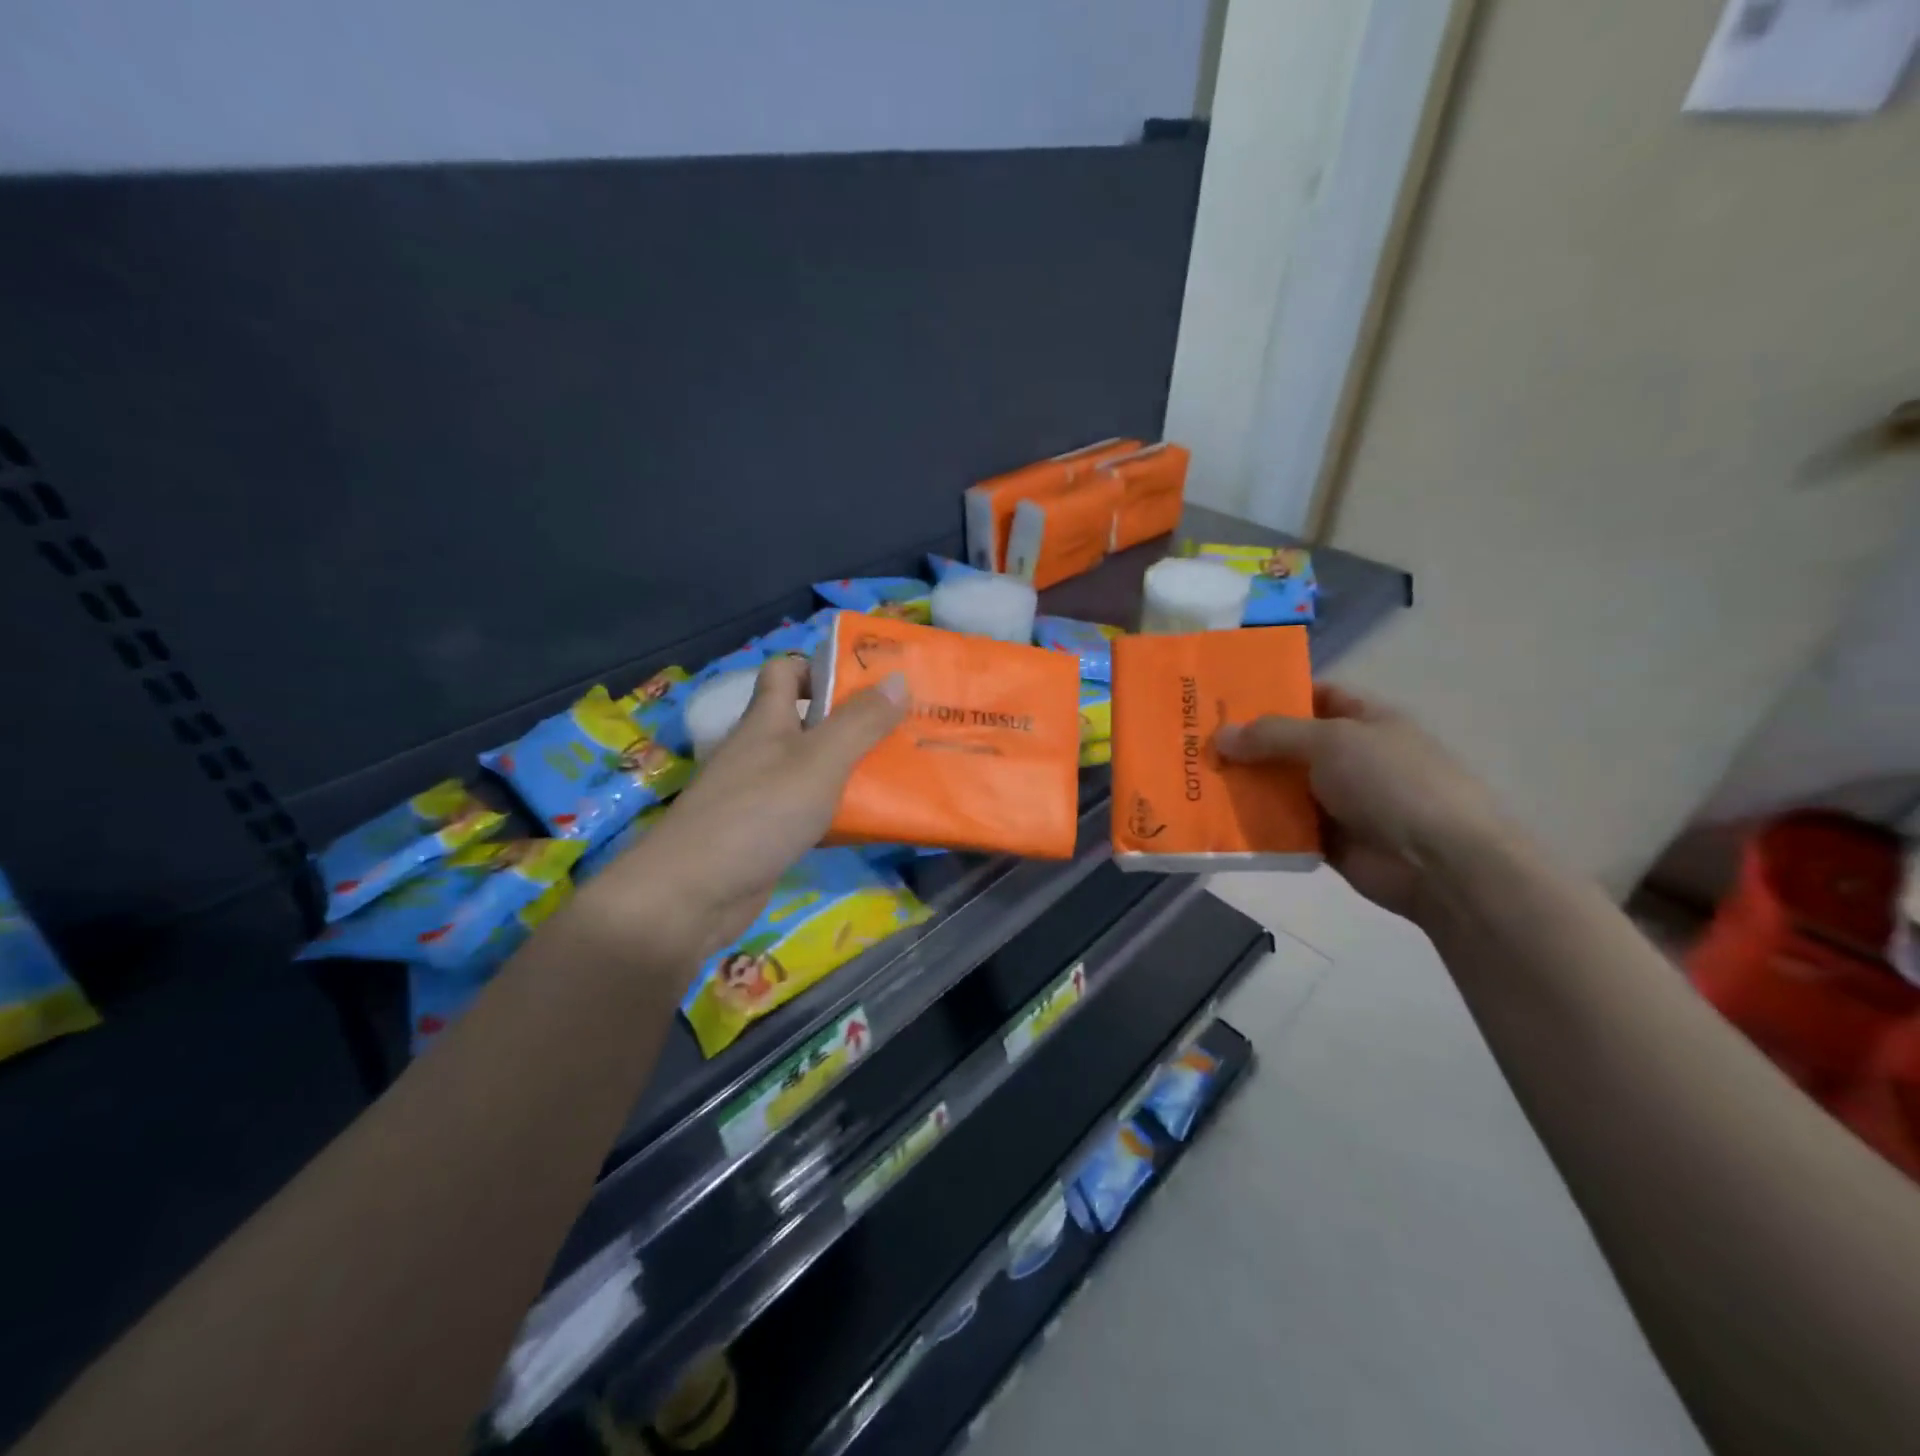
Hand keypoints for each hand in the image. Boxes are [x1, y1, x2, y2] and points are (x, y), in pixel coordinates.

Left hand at [579, 656, 907, 971]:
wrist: (691, 895)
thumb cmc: (758, 814)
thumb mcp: (819, 761)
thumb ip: (860, 722)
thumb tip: (898, 677)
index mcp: (767, 720)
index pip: (786, 672)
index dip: (823, 668)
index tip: (870, 682)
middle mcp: (762, 750)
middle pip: (810, 723)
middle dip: (856, 723)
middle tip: (907, 728)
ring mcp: (761, 794)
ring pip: (815, 770)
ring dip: (854, 770)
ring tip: (904, 772)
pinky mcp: (766, 834)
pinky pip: (812, 812)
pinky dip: (840, 814)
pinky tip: (873, 823)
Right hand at [1214, 686, 1503, 920]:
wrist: (1439, 862)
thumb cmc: (1391, 782)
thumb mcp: (1331, 741)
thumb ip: (1273, 735)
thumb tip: (1220, 736)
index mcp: (1364, 719)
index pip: (1315, 695)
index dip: (1274, 693)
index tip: (1225, 698)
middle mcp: (1350, 756)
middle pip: (1289, 743)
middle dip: (1247, 742)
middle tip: (1194, 741)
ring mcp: (1339, 799)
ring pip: (1281, 786)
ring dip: (1245, 785)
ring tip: (1194, 779)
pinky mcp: (1327, 839)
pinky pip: (1282, 826)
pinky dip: (1256, 823)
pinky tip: (1216, 818)